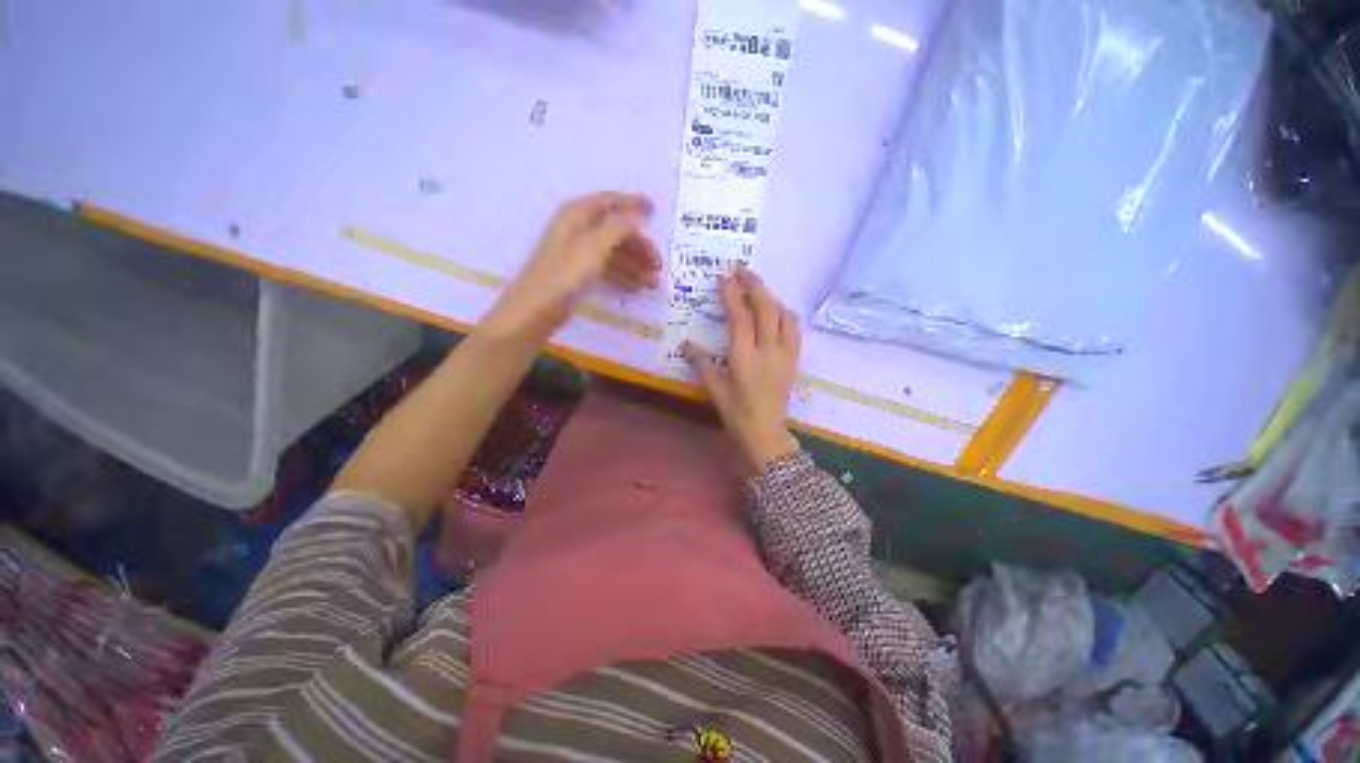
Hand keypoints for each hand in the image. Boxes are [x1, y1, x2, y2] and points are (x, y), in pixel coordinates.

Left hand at [480, 192, 660, 344]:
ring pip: (613, 252)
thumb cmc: (564, 275)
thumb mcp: (593, 247)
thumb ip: (617, 228)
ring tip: (653, 282)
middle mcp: (577, 230)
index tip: (654, 210)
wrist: (536, 310)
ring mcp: (578, 254)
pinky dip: (623, 276)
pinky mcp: (579, 274)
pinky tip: (637, 287)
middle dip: (639, 245)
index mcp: (576, 215)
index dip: (632, 203)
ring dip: (635, 264)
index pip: (608, 202)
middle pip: (615, 231)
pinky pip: (607, 269)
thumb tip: (636, 219)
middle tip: (658, 264)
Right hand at [682, 267, 802, 473]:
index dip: (732, 294)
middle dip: (754, 285)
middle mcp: (768, 351)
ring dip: (770, 297)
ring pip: (783, 315)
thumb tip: (685, 344)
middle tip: (741, 270)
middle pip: (766, 308)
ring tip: (757, 290)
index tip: (725, 277)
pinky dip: (784, 313)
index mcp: (744, 358)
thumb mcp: (714, 389)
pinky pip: (794, 329)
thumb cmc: (736, 413)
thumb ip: (701, 363)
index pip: (740, 318)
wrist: (766, 433)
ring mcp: (785, 354)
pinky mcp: (794, 359)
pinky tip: (775, 311)